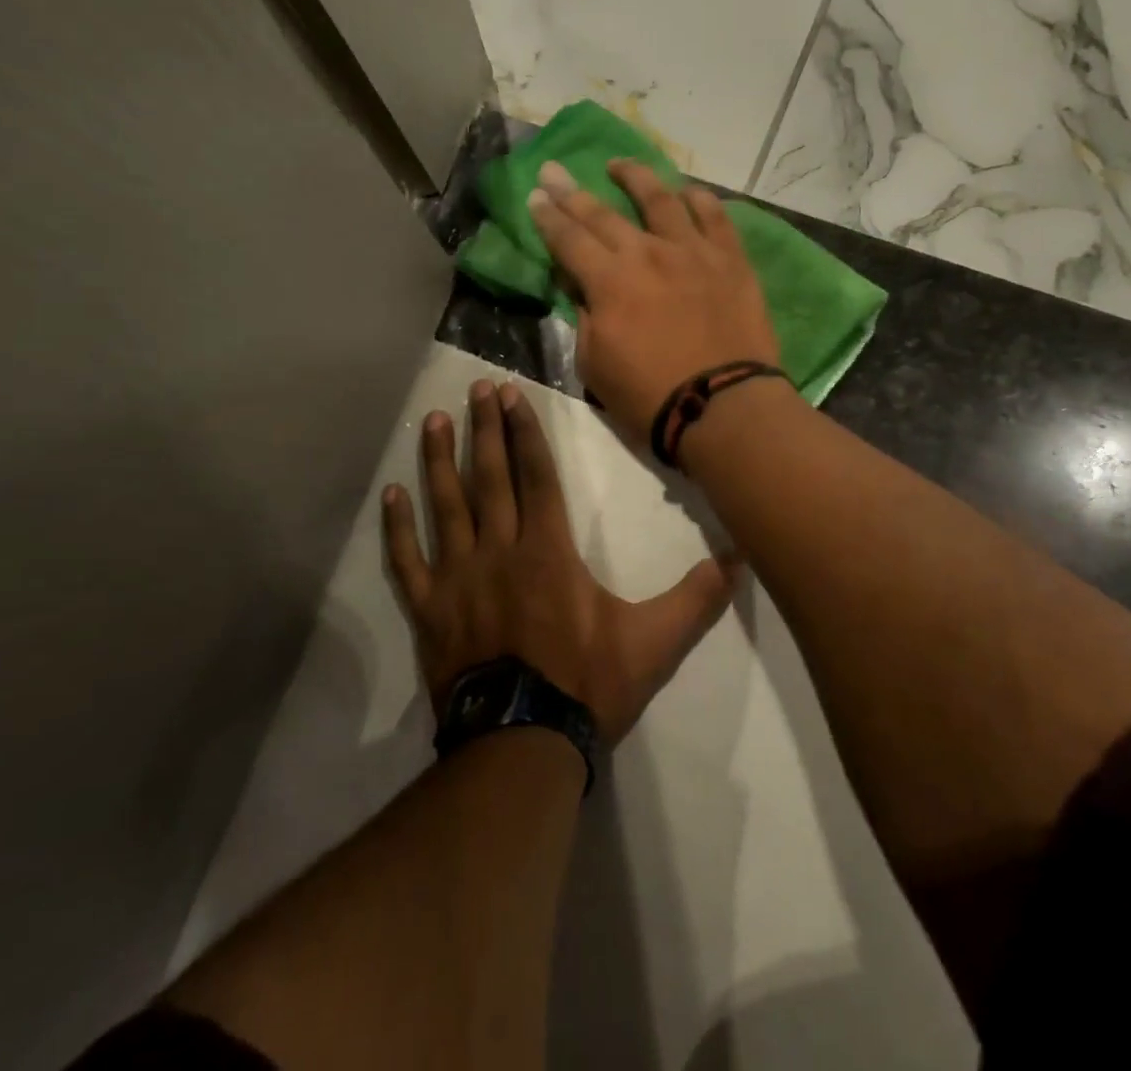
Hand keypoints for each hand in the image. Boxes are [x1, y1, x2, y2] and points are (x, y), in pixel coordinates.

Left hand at [382, 378, 735, 744]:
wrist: (520, 743)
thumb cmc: (585, 685)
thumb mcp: (652, 643)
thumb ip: (695, 598)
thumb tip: (740, 559)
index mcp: (547, 550)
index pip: (535, 475)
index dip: (524, 432)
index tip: (510, 395)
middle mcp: (498, 550)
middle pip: (490, 477)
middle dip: (484, 429)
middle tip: (475, 388)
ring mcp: (457, 578)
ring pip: (446, 506)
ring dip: (440, 461)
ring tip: (434, 420)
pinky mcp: (428, 608)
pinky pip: (407, 560)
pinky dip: (397, 527)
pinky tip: (391, 494)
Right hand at [527, 158, 778, 445]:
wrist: (722, 407)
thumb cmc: (649, 396)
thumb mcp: (594, 364)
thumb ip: (584, 318)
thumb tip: (581, 287)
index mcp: (608, 281)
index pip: (568, 239)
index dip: (547, 218)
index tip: (534, 197)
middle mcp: (647, 253)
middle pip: (603, 214)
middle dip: (571, 191)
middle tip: (554, 170)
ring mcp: (692, 251)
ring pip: (661, 199)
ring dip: (635, 177)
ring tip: (618, 165)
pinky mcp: (730, 260)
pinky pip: (714, 217)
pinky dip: (698, 200)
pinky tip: (687, 191)